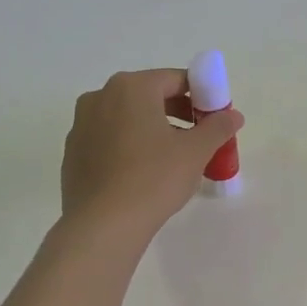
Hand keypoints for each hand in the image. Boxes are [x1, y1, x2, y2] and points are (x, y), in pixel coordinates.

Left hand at [61, 69, 242, 234]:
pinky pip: (110, 139)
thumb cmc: (154, 179)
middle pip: (150, 96)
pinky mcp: (73, 152)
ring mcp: (81, 124)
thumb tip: (233, 115)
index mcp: (131, 87)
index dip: (201, 96)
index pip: (176, 79)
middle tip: (198, 139)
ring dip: (153, 129)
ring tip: (173, 159)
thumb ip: (218, 127)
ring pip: (128, 118)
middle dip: (178, 113)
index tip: (214, 119)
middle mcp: (100, 96)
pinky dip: (130, 146)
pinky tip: (143, 174)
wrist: (103, 225)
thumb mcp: (196, 151)